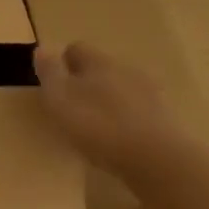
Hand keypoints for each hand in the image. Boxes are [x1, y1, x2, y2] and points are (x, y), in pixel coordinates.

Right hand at [34, 41, 208, 185]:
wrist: (158, 160)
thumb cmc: (100, 126)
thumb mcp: (60, 99)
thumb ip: (50, 72)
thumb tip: (42, 48)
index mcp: (98, 61)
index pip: (76, 49)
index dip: (62, 64)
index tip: (53, 86)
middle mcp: (125, 69)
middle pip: (100, 68)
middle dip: (86, 83)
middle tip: (73, 109)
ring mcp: (150, 93)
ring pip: (121, 89)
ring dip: (108, 102)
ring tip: (96, 129)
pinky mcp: (165, 119)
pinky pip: (138, 112)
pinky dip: (127, 121)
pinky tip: (120, 142)